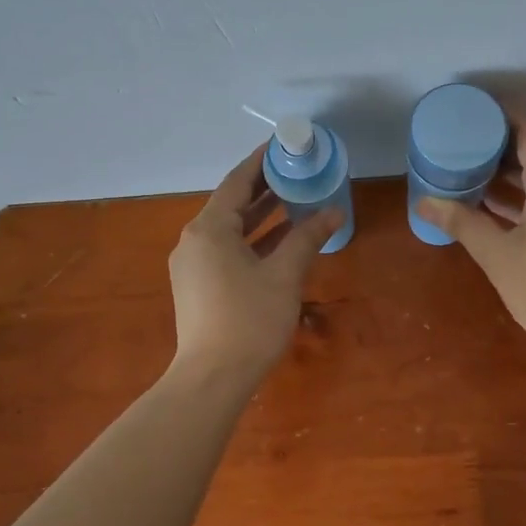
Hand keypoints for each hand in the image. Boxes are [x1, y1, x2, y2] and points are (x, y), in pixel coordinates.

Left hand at [168, 145, 342, 382]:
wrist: (212, 379)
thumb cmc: (249, 320)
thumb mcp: (284, 275)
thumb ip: (307, 238)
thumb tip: (333, 211)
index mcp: (209, 229)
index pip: (237, 182)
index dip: (261, 162)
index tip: (284, 146)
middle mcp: (194, 240)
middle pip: (231, 204)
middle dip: (264, 189)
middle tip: (296, 171)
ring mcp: (192, 265)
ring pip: (229, 229)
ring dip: (260, 216)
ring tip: (294, 200)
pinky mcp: (197, 286)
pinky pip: (226, 250)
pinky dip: (251, 242)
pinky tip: (279, 241)